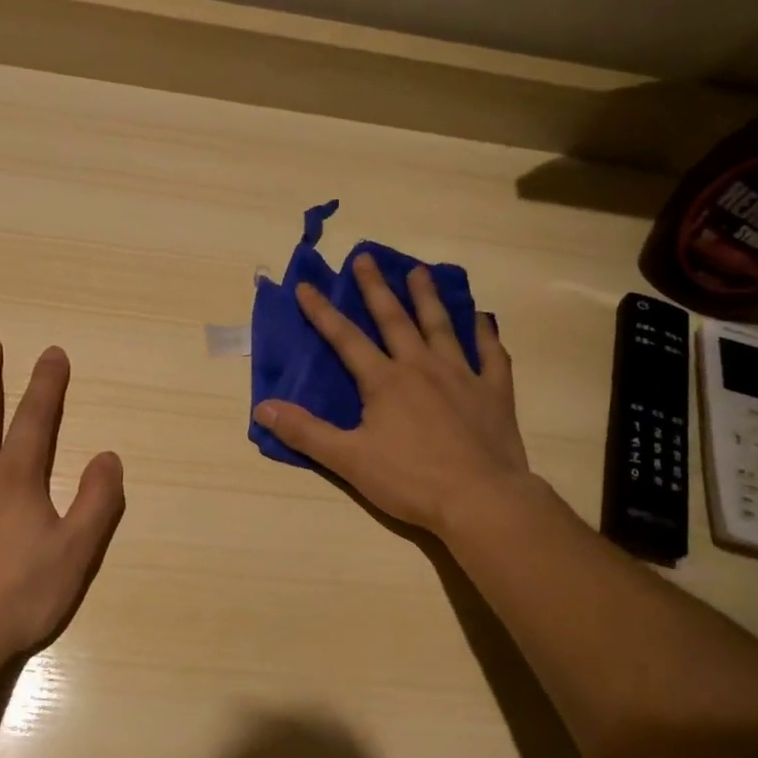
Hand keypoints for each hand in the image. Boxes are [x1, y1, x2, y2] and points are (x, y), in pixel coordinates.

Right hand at [254, 255, 532, 534]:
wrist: (479, 499)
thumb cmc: (410, 480)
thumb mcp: (349, 460)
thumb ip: (306, 432)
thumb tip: (263, 407)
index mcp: (385, 381)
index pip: (346, 339)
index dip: (322, 312)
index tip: (306, 286)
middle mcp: (422, 367)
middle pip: (395, 319)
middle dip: (376, 288)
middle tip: (365, 258)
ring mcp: (462, 376)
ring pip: (441, 327)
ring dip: (428, 297)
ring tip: (420, 271)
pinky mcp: (494, 392)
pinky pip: (490, 355)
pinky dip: (485, 335)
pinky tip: (482, 319)